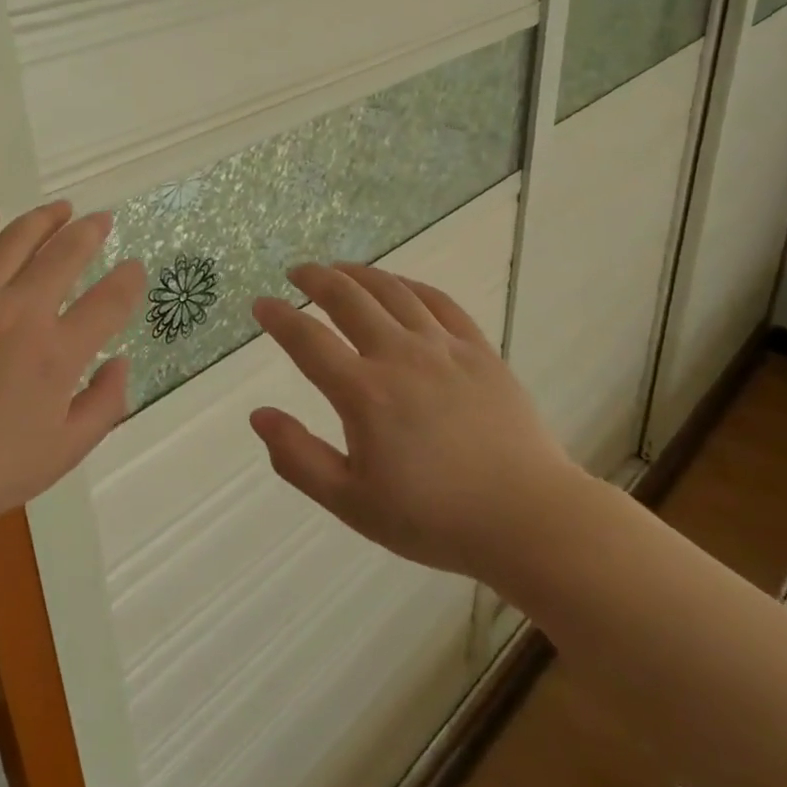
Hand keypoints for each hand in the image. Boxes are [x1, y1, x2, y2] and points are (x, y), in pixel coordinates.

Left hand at [0, 202, 144, 544]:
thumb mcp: (61, 454)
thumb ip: (104, 405)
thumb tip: (120, 362)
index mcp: (56, 353)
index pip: (109, 300)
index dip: (129, 280)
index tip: (135, 268)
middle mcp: (19, 312)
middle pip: (65, 254)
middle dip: (90, 231)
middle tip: (101, 219)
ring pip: (14, 239)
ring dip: (43, 219)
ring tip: (60, 208)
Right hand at [250, 262, 578, 586]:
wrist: (527, 518)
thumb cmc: (433, 518)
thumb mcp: (352, 503)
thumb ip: (299, 458)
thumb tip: (258, 415)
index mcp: (364, 393)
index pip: (307, 340)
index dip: (278, 317)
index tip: (260, 304)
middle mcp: (399, 356)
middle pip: (348, 299)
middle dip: (316, 279)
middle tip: (296, 272)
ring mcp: (443, 348)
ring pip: (393, 291)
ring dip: (359, 274)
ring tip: (339, 269)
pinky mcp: (478, 350)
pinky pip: (439, 302)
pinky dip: (410, 286)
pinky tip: (399, 285)